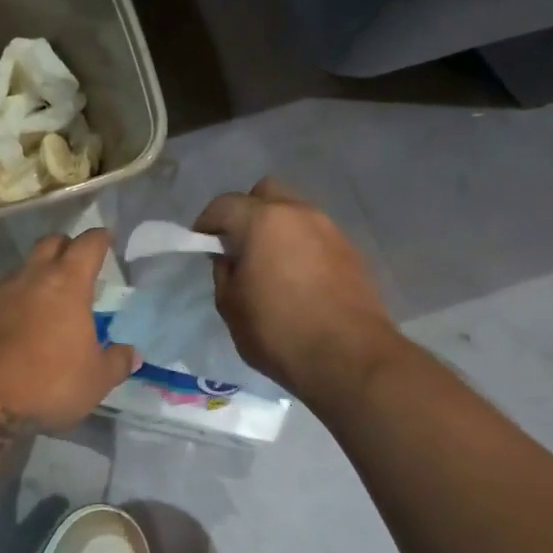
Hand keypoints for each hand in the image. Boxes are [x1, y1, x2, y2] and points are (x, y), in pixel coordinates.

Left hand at [0, 229, 136, 431]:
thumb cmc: (46, 381)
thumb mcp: (95, 380)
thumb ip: (116, 363)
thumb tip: (132, 354)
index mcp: (67, 283)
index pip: (88, 245)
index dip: (100, 239)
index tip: (107, 239)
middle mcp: (31, 277)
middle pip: (50, 244)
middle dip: (66, 247)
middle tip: (77, 265)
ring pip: (22, 269)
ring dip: (36, 276)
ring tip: (47, 300)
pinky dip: (13, 303)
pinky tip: (17, 326)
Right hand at [194, 178, 396, 395]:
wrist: (348, 358)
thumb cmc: (278, 332)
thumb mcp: (230, 305)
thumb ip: (224, 272)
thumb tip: (231, 258)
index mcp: (263, 221)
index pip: (224, 204)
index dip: (206, 223)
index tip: (201, 246)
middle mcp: (299, 213)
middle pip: (265, 193)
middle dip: (246, 212)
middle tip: (238, 246)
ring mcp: (330, 230)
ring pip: (294, 213)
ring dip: (276, 229)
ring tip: (268, 265)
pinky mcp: (351, 251)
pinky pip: (315, 236)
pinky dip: (300, 246)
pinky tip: (296, 278)